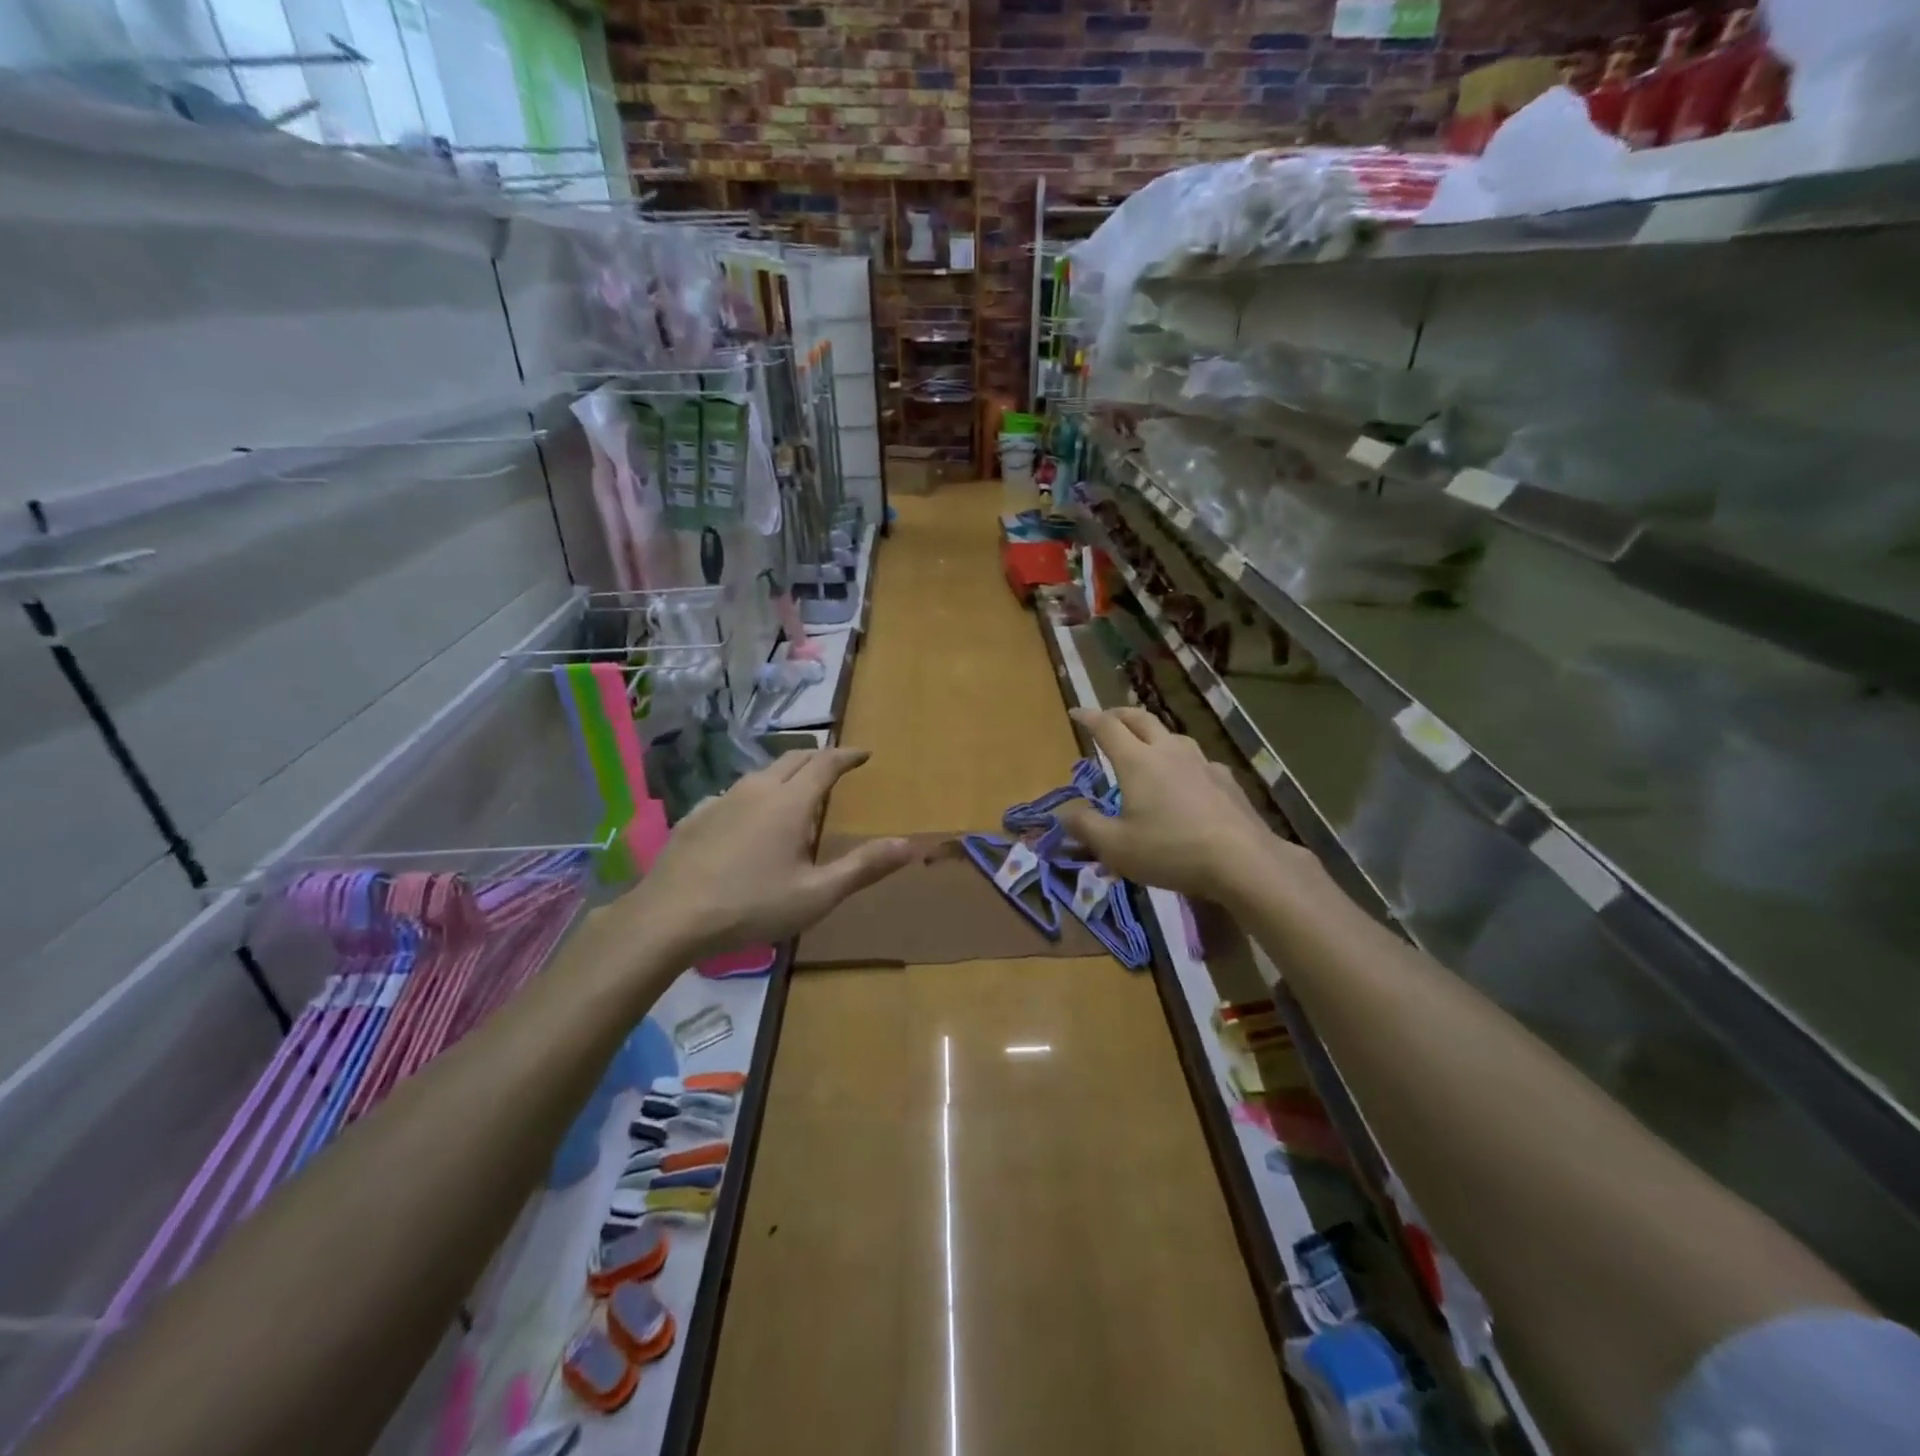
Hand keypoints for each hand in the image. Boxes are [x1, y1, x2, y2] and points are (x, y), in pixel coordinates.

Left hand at [606, 749, 911, 964]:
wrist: (669, 918)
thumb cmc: (751, 905)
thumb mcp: (817, 894)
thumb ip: (863, 867)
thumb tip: (909, 844)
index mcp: (790, 803)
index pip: (826, 764)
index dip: (847, 755)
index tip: (864, 753)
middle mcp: (757, 789)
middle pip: (793, 759)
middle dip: (818, 757)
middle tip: (835, 766)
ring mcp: (721, 800)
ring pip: (760, 774)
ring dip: (785, 774)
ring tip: (795, 791)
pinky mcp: (695, 816)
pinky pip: (733, 794)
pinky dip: (753, 795)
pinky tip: (746, 818)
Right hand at [1055, 707, 1312, 907]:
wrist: (1243, 861)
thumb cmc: (1170, 850)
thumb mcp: (1115, 847)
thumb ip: (1085, 827)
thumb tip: (1064, 812)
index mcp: (1137, 761)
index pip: (1107, 727)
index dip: (1088, 717)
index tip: (1075, 712)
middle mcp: (1169, 751)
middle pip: (1141, 719)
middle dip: (1120, 714)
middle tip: (1108, 719)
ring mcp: (1202, 763)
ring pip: (1172, 736)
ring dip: (1153, 735)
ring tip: (1146, 748)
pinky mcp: (1227, 780)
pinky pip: (1197, 761)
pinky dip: (1182, 763)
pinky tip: (1187, 781)